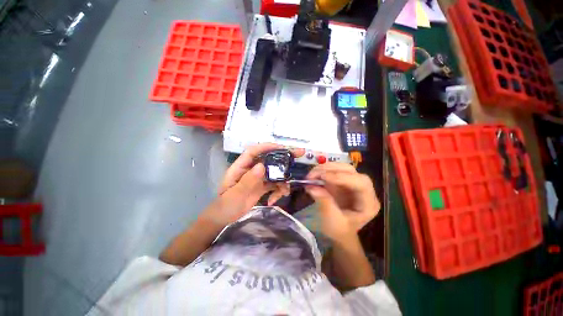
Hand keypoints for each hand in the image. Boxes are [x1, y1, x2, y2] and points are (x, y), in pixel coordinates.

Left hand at [203, 143, 303, 226]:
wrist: (225, 219)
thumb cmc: (225, 206)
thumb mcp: (236, 194)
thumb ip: (248, 181)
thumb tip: (262, 166)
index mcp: (241, 167)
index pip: (254, 151)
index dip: (267, 147)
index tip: (283, 147)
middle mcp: (251, 169)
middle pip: (268, 159)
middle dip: (283, 157)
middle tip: (299, 153)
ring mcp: (257, 178)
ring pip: (274, 173)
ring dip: (282, 181)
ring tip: (285, 192)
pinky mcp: (262, 186)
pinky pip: (274, 184)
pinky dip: (277, 191)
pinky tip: (273, 201)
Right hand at [305, 163, 379, 240]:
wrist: (339, 232)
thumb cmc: (340, 231)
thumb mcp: (333, 221)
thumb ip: (324, 203)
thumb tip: (311, 186)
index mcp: (369, 203)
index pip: (361, 183)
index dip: (341, 177)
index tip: (322, 177)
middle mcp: (364, 189)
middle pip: (351, 171)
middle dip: (331, 170)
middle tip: (313, 174)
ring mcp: (352, 183)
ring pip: (342, 167)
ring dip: (325, 168)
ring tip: (311, 174)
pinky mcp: (342, 181)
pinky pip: (334, 170)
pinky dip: (322, 171)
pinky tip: (313, 175)